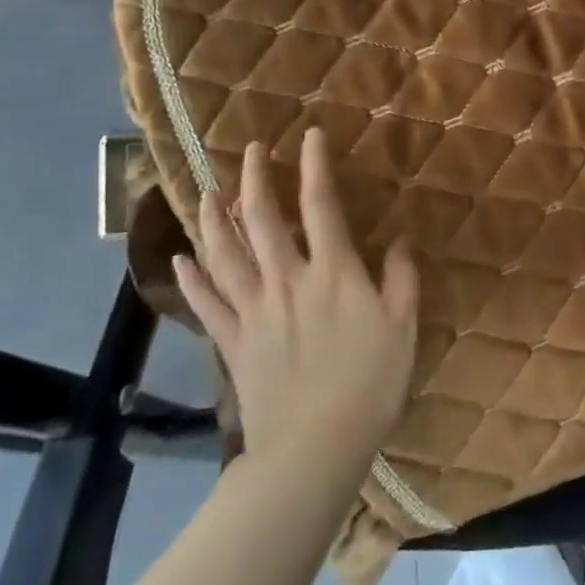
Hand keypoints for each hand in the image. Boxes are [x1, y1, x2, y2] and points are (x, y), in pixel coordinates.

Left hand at [172, 128, 418, 467]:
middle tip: (251, 150)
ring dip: (213, 218)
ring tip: (208, 191)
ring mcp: (253, 311)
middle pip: (262, 220)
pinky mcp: (233, 342)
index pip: (320, 205)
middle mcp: (286, 280)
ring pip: (225, 254)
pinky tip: (181, 258)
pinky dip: (191, 277)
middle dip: (255, 179)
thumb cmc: (369, 384)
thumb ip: (401, 277)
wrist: (314, 448)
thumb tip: (399, 238)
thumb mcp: (404, 326)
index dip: (314, 166)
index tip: (308, 136)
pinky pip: (207, 303)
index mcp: (332, 273)